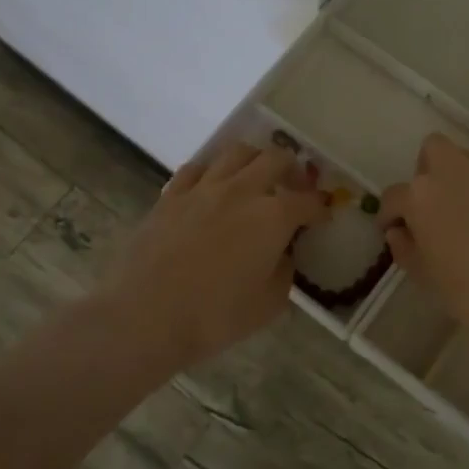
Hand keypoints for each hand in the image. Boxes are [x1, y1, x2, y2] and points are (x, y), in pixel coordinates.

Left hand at [99, 142, 326, 364]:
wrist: (145, 317)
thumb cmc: (215, 316)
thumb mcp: (269, 304)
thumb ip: (284, 271)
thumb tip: (282, 252)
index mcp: (273, 216)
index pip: (308, 201)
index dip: (320, 207)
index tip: (323, 214)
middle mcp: (242, 190)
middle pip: (275, 159)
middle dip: (292, 169)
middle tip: (293, 186)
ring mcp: (203, 188)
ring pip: (236, 152)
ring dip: (254, 160)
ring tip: (255, 177)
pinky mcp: (171, 195)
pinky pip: (197, 168)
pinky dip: (213, 170)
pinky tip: (212, 186)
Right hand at [380, 133, 468, 342]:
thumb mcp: (425, 278)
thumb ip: (405, 249)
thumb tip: (400, 233)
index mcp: (423, 196)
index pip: (394, 195)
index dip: (390, 214)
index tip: (393, 230)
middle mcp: (456, 176)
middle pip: (434, 150)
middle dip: (426, 171)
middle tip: (430, 206)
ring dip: (459, 182)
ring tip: (464, 218)